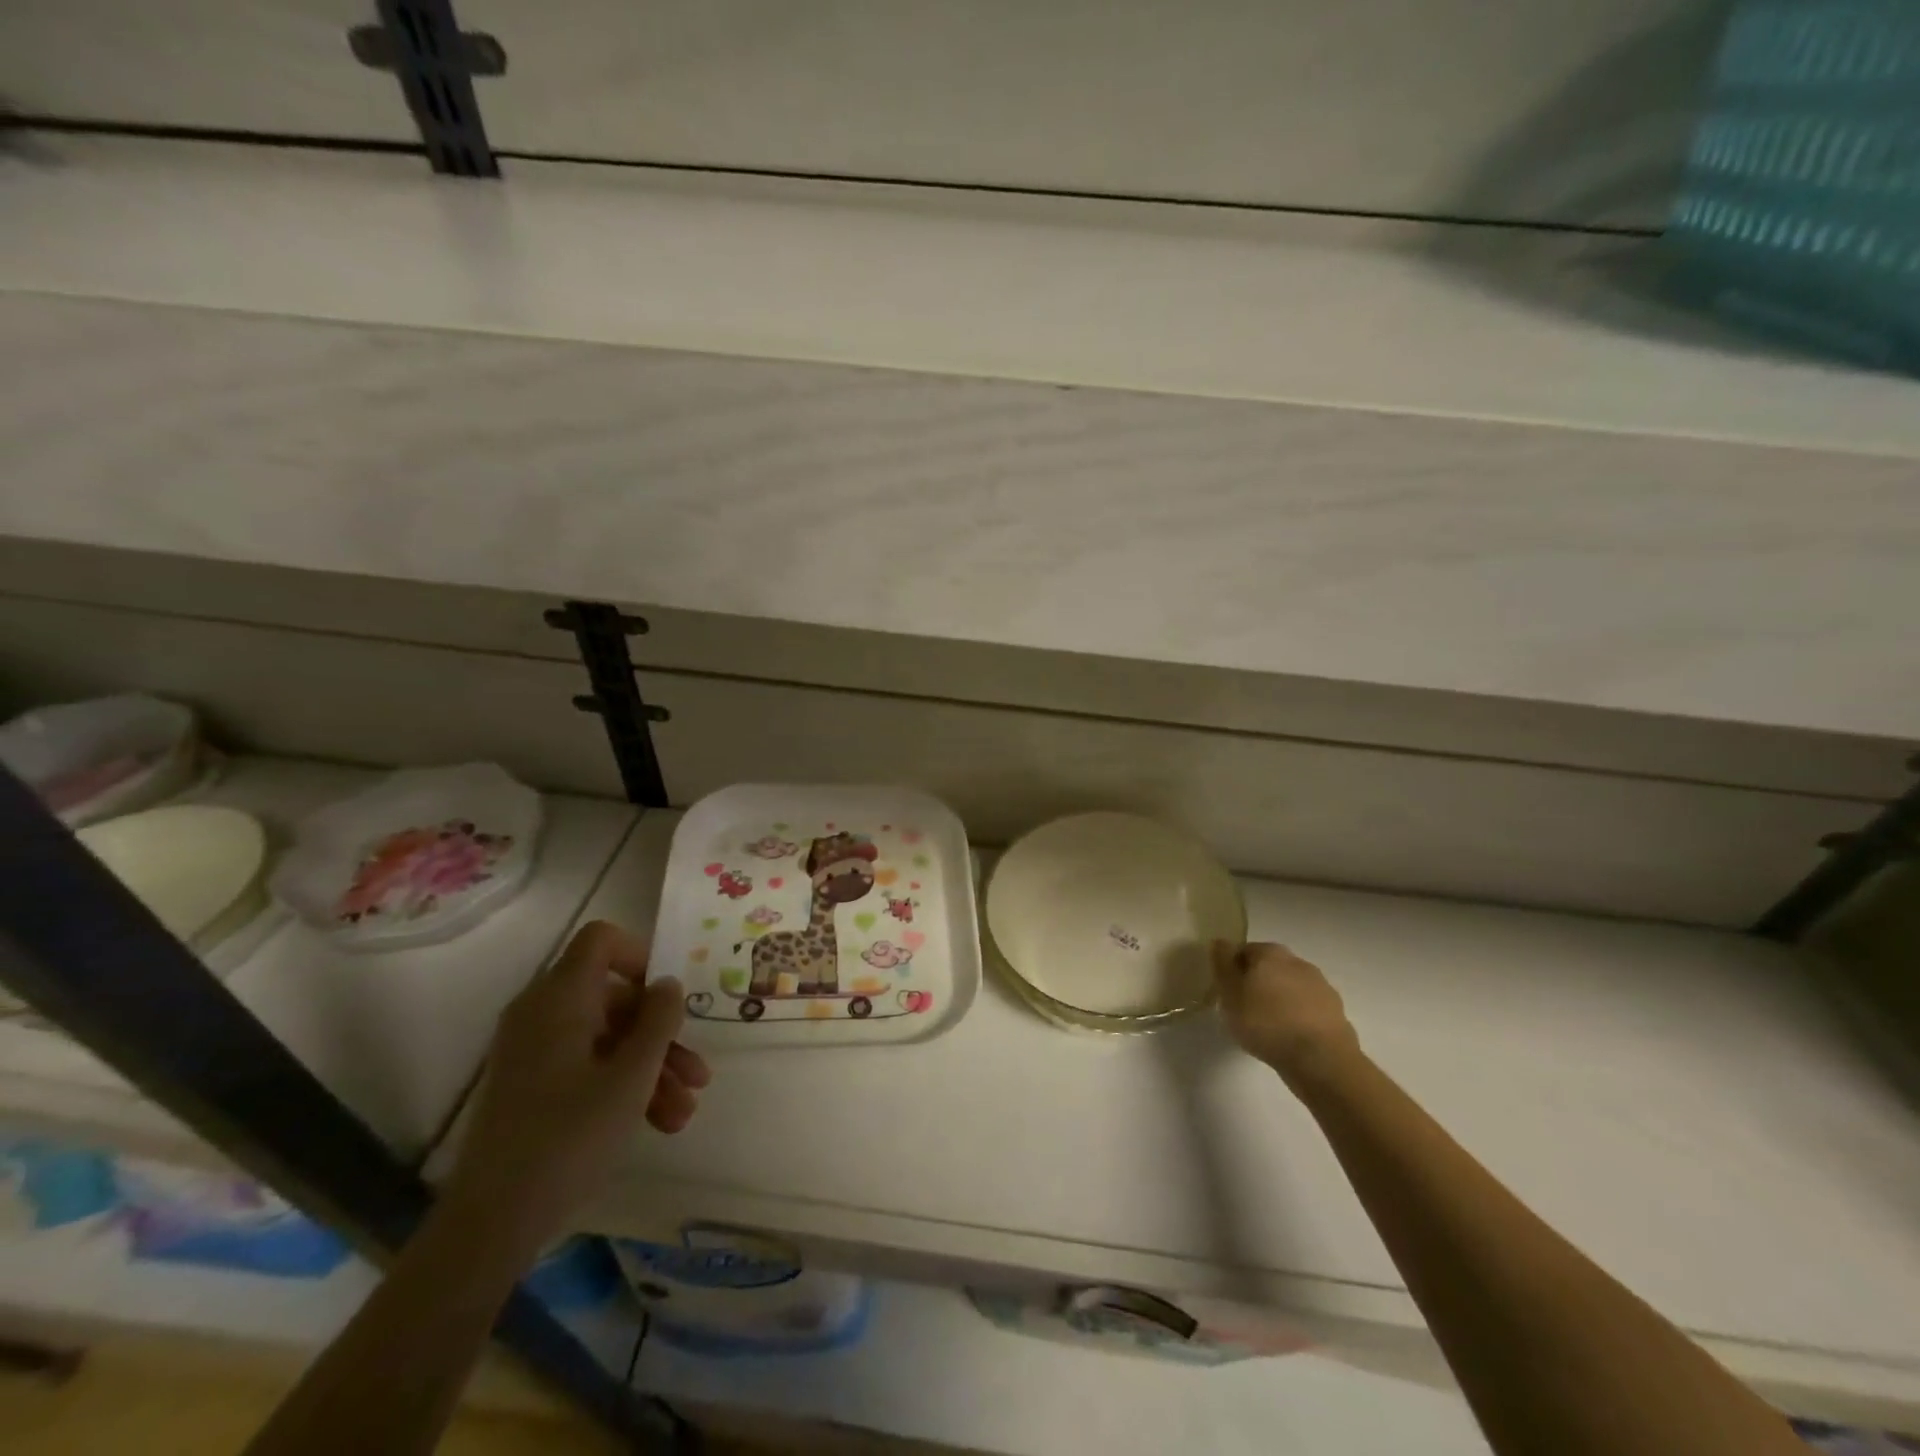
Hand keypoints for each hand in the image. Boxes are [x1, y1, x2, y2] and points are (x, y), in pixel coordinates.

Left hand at [445, 921, 711, 1258]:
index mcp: (561, 998)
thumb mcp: (632, 1075)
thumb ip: (659, 1020)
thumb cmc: (569, 1136)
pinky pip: (587, 1067)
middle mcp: (543, 1014)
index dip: (640, 956)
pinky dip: (623, 1086)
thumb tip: (667, 983)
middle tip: (696, 1074)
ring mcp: (534, 1052)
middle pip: (615, 999)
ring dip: (652, 1069)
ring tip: (683, 1113)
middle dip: (662, 1035)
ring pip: (608, 1039)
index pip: (601, 941)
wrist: (491, 1223)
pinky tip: (659, 1124)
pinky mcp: (531, 1087)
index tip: (669, 996)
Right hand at [1212, 941, 1360, 1091]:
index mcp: (1270, 953)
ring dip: (1279, 1000)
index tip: (1227, 992)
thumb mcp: (1230, 994)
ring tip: (1267, 1027)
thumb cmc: (1265, 1023)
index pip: (1243, 951)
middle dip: (1257, 983)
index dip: (1232, 970)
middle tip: (1244, 1009)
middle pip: (1269, 968)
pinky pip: (1308, 1009)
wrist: (1321, 1060)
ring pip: (1290, 988)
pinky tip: (1290, 1038)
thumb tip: (1220, 942)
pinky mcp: (1336, 1012)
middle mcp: (1297, 962)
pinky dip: (1298, 1017)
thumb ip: (1222, 965)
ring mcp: (1321, 986)